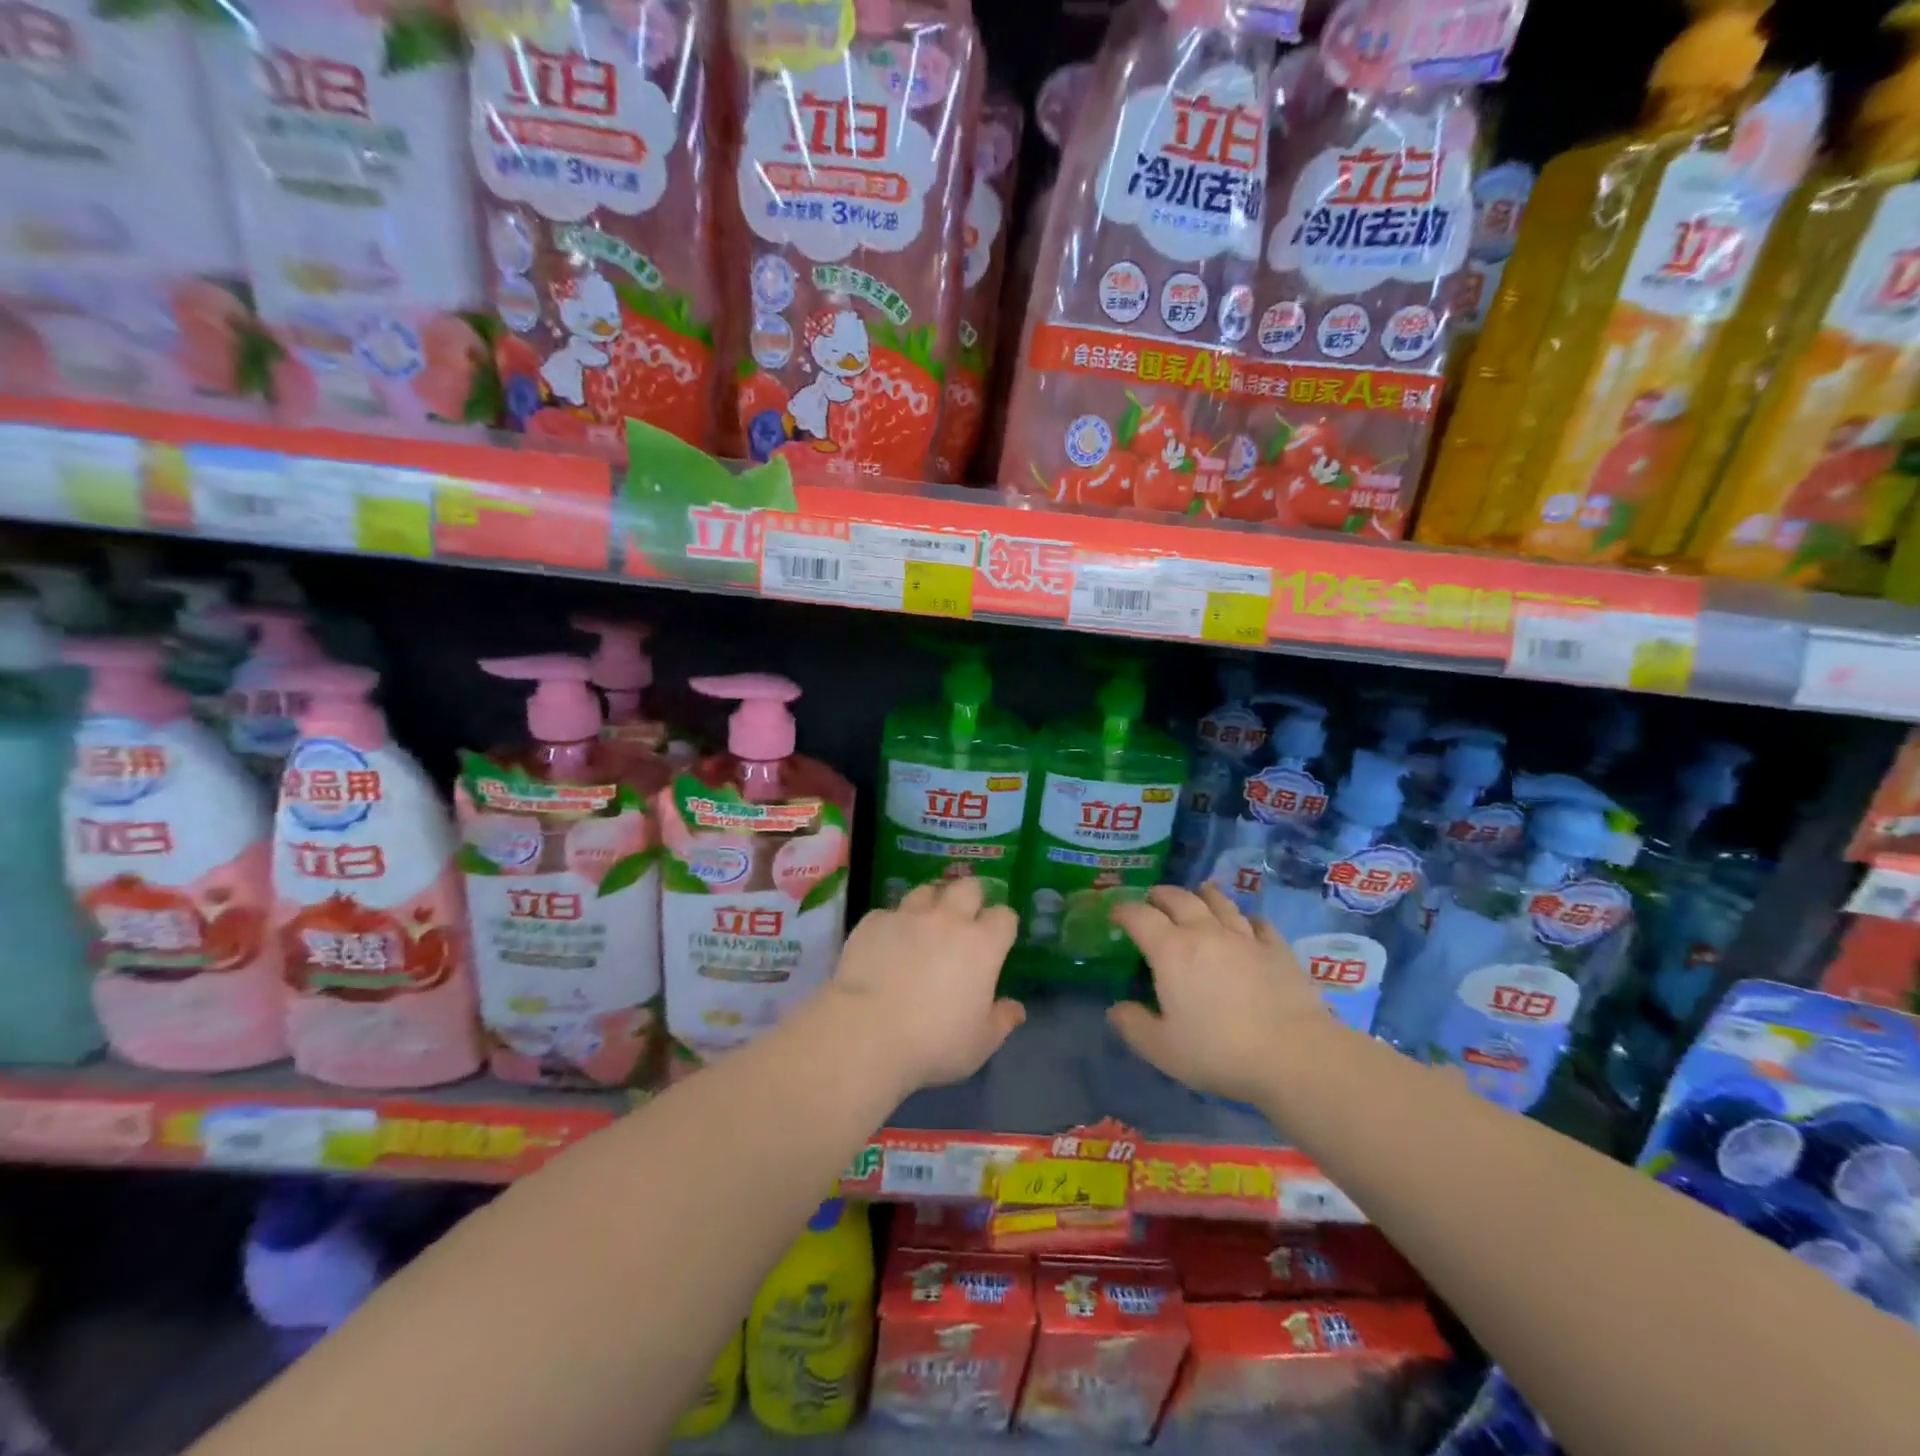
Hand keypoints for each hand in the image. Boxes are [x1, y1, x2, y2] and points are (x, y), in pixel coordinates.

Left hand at [821, 878, 1024, 1094]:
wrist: (868, 1033)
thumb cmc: (934, 1043)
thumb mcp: (979, 1043)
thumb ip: (1001, 1021)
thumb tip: (1016, 1009)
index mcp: (982, 945)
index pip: (1004, 916)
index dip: (1002, 925)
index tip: (997, 940)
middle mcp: (948, 919)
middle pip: (967, 887)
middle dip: (969, 898)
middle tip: (963, 920)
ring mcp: (908, 916)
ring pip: (926, 890)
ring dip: (930, 903)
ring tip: (924, 925)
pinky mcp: (873, 921)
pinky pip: (888, 912)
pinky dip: (892, 924)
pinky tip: (885, 944)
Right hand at [1108, 884, 1334, 1106]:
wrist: (1294, 1056)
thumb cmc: (1219, 1052)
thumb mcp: (1163, 1049)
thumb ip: (1133, 1026)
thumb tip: (1116, 1009)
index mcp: (1171, 951)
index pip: (1139, 916)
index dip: (1123, 911)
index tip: (1115, 914)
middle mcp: (1205, 932)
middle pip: (1179, 898)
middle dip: (1160, 895)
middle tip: (1152, 899)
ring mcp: (1245, 937)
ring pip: (1219, 902)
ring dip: (1202, 895)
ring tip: (1197, 894)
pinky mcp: (1278, 948)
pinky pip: (1258, 922)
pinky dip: (1246, 918)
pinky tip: (1246, 925)